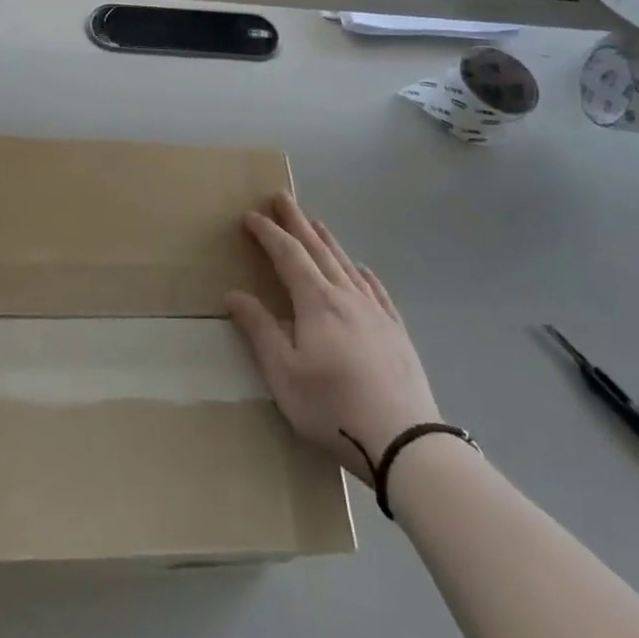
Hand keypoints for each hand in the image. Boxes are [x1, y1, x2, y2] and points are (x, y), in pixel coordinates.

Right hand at [225, 196, 439, 485]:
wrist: (404, 441)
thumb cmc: (332, 407)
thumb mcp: (283, 374)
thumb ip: (260, 330)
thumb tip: (234, 294)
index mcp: (316, 302)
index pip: (288, 255)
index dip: (268, 233)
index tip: (251, 216)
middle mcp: (347, 296)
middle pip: (318, 248)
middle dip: (297, 221)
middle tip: (282, 196)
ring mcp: (376, 312)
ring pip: (347, 263)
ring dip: (327, 240)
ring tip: (315, 222)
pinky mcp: (396, 331)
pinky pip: (376, 289)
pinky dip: (362, 272)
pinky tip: (362, 270)